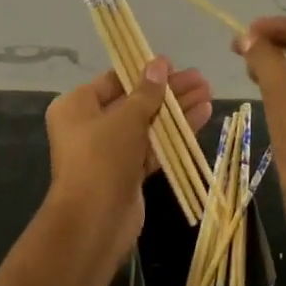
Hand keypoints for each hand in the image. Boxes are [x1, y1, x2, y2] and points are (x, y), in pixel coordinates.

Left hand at [43, 60, 212, 265]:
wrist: (94, 222)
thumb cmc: (102, 157)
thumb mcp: (126, 117)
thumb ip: (147, 91)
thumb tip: (160, 63)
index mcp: (77, 105)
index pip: (115, 80)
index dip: (145, 72)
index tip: (174, 65)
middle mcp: (90, 125)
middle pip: (135, 101)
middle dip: (169, 91)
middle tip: (200, 79)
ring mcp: (110, 151)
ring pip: (148, 124)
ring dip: (177, 110)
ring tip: (208, 93)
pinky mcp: (128, 172)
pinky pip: (154, 146)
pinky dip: (176, 133)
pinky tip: (203, 116)